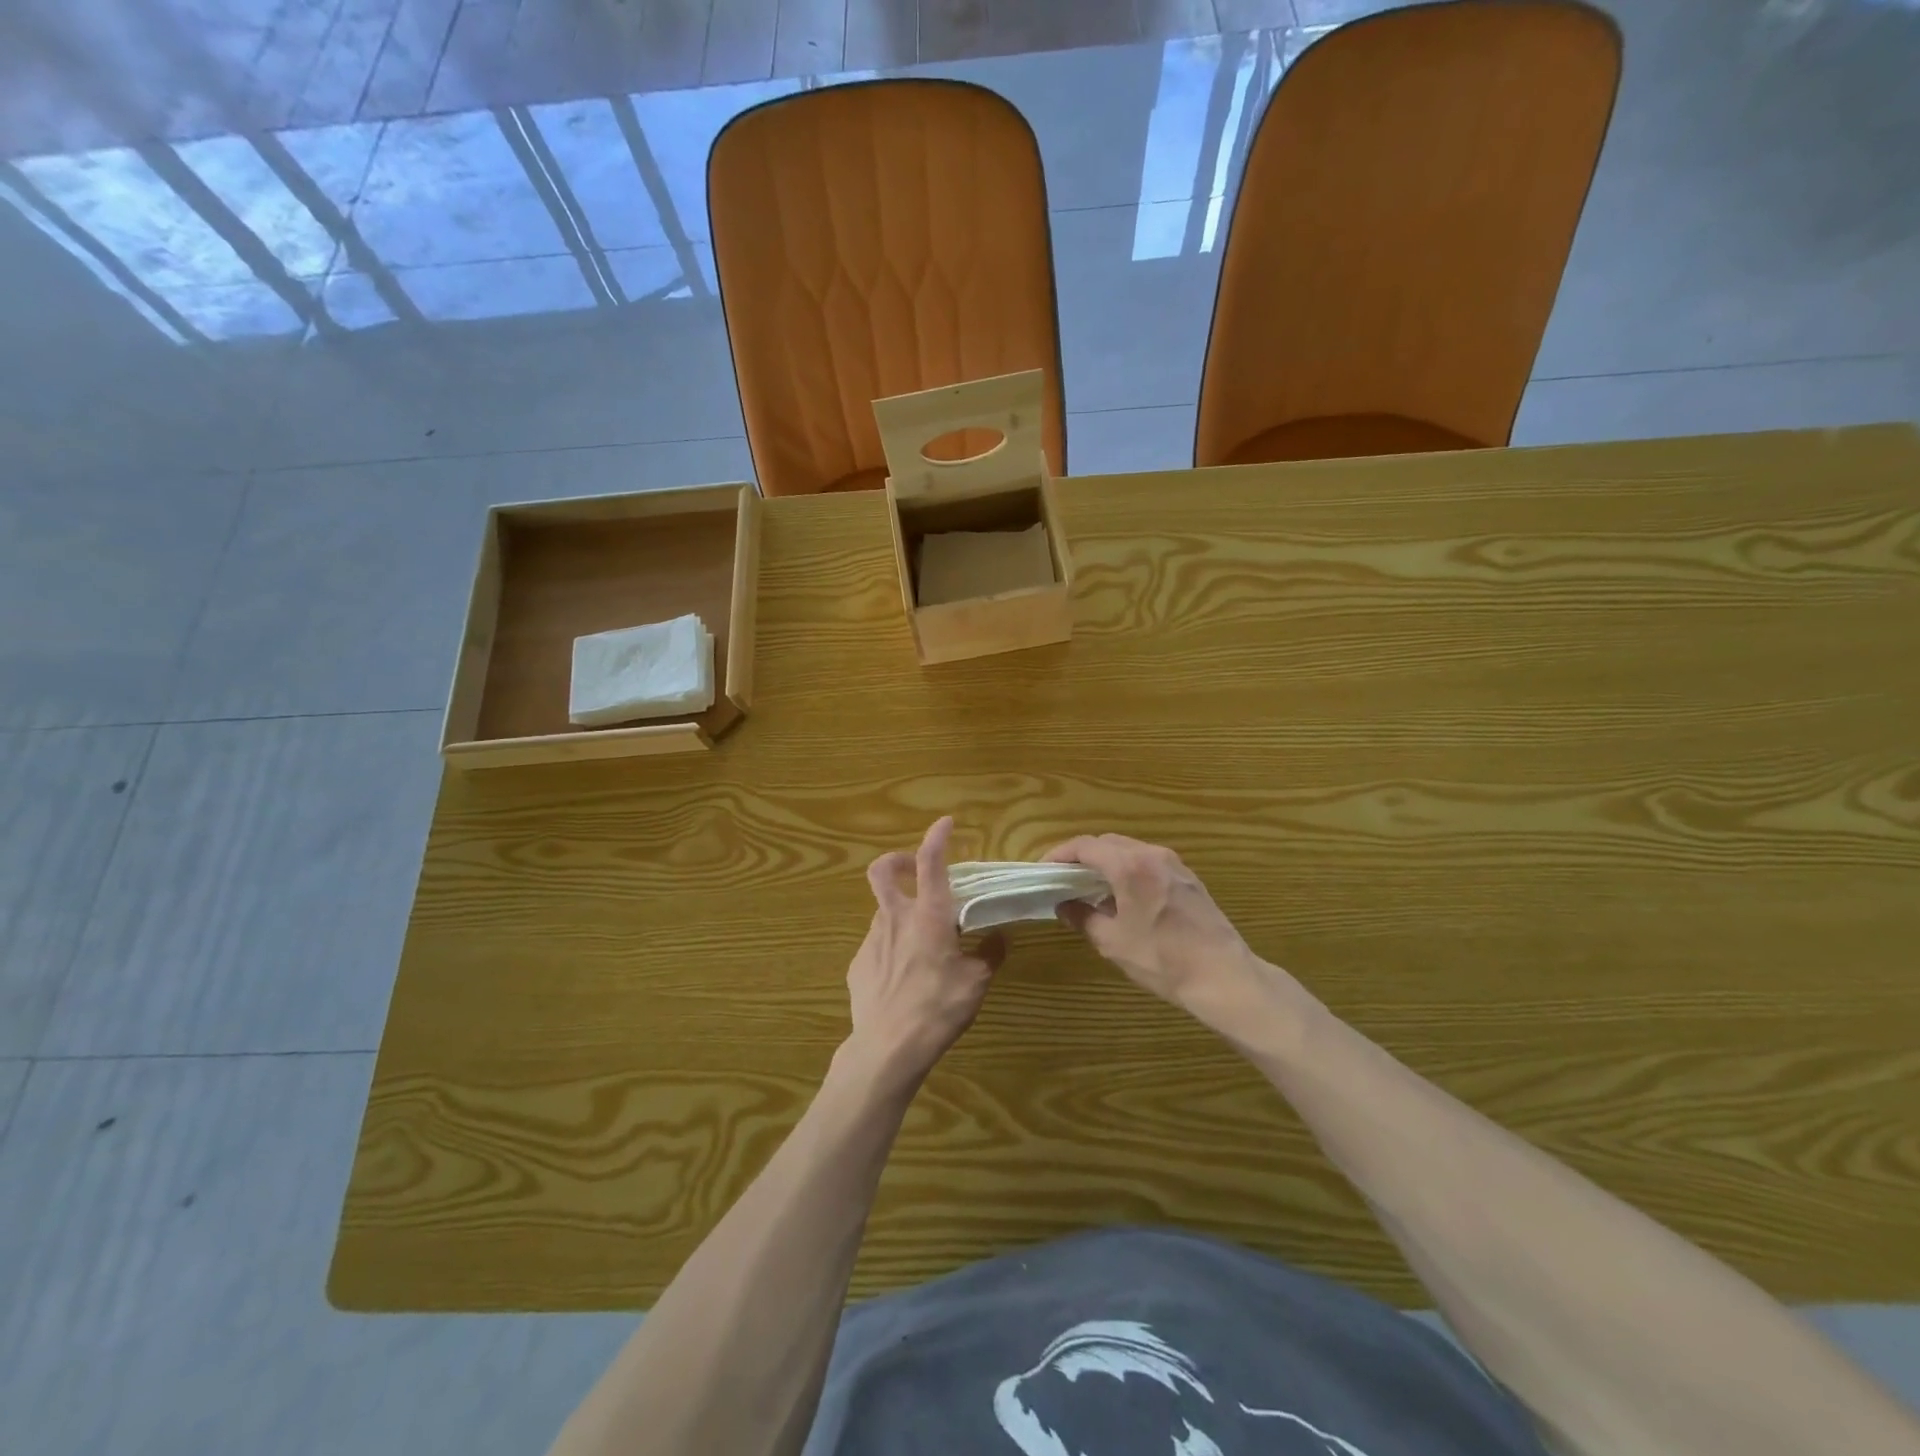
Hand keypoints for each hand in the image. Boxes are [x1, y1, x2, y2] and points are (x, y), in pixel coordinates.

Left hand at [843, 817, 1005, 1089]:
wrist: (887, 1048)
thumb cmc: (938, 1008)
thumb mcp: (976, 982)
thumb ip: (988, 954)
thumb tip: (998, 938)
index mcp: (929, 916)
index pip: (930, 862)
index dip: (937, 837)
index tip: (945, 823)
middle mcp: (896, 918)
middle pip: (883, 871)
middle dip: (897, 861)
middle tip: (913, 871)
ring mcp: (871, 939)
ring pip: (883, 910)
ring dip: (900, 912)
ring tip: (920, 942)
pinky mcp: (858, 963)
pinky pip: (877, 944)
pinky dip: (892, 948)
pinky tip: (903, 976)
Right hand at [1044, 834, 1302, 1035]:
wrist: (1223, 976)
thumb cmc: (1162, 959)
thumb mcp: (1112, 942)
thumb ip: (1083, 917)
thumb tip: (1064, 906)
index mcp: (1129, 865)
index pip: (1085, 846)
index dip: (1060, 854)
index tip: (1044, 870)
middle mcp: (1152, 854)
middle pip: (1108, 843)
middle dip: (1082, 856)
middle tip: (1064, 878)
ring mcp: (1174, 864)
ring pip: (1130, 850)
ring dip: (1106, 862)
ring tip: (1090, 887)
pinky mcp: (1189, 878)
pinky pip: (1149, 862)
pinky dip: (1128, 870)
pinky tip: (1124, 896)